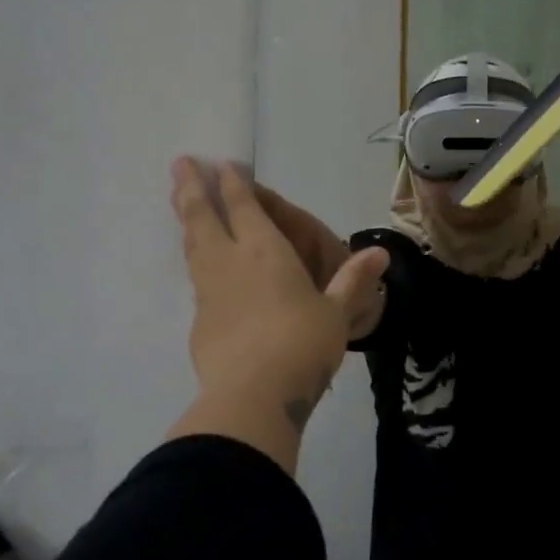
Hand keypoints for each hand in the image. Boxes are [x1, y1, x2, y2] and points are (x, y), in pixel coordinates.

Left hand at [170, 158, 387, 428]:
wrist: (253, 395)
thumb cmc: (303, 343)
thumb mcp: (337, 313)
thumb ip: (354, 282)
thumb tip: (381, 253)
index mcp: (266, 252)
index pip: (244, 207)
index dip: (233, 184)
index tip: (221, 164)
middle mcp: (231, 263)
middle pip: (204, 218)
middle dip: (192, 188)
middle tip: (180, 163)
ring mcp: (209, 293)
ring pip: (193, 246)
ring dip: (186, 220)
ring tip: (178, 201)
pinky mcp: (199, 323)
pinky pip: (196, 280)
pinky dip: (195, 262)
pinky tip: (200, 270)